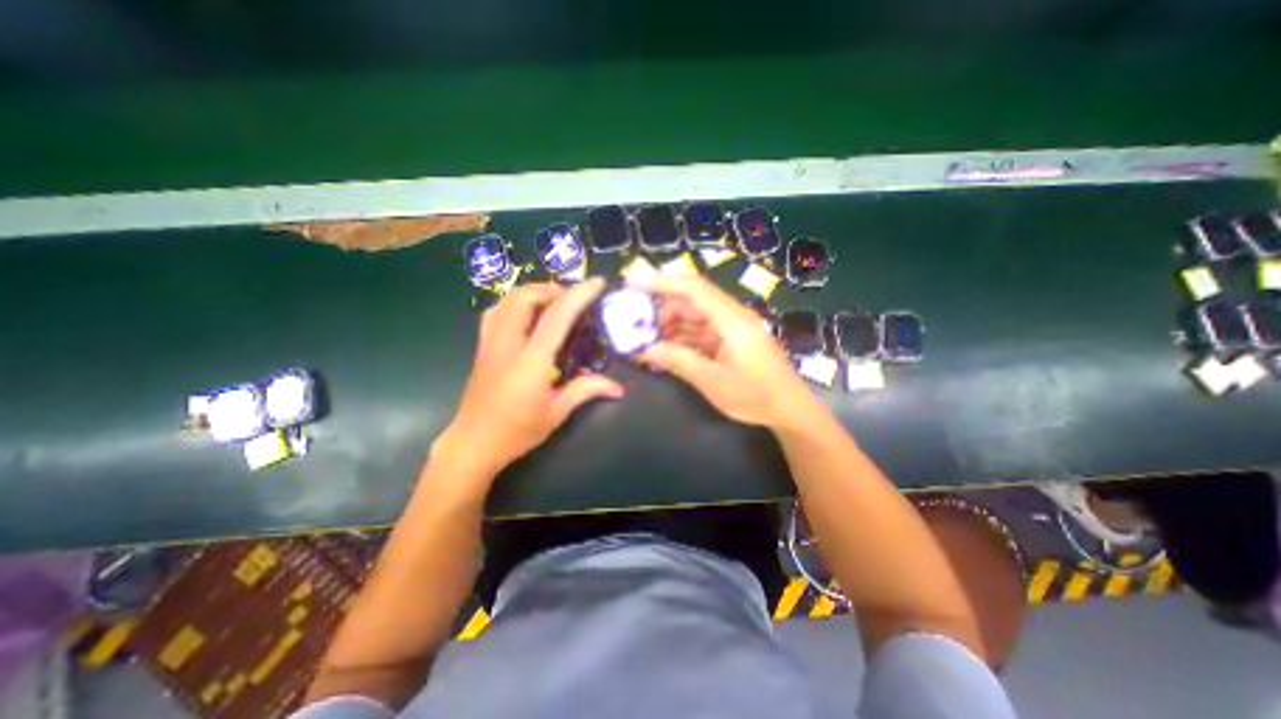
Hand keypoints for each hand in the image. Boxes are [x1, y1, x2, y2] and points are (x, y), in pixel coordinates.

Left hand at [431, 277, 626, 481]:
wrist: (473, 443)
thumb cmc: (517, 431)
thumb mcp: (557, 413)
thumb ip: (586, 391)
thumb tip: (618, 387)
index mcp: (531, 361)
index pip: (556, 317)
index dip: (578, 295)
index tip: (596, 282)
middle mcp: (508, 344)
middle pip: (524, 298)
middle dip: (551, 289)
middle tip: (572, 299)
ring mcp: (490, 343)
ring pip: (505, 301)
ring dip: (532, 292)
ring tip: (552, 302)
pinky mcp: (481, 348)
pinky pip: (494, 313)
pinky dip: (513, 303)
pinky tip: (526, 315)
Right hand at [635, 274, 812, 429]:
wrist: (790, 410)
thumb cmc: (756, 396)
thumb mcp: (713, 382)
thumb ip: (678, 361)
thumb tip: (645, 351)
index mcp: (731, 319)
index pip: (693, 288)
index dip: (661, 281)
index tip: (633, 282)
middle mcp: (731, 317)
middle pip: (691, 301)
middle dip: (661, 311)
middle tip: (636, 327)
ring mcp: (731, 329)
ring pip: (694, 317)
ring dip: (670, 327)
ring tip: (646, 342)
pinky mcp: (731, 341)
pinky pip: (701, 332)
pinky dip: (682, 339)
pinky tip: (666, 351)